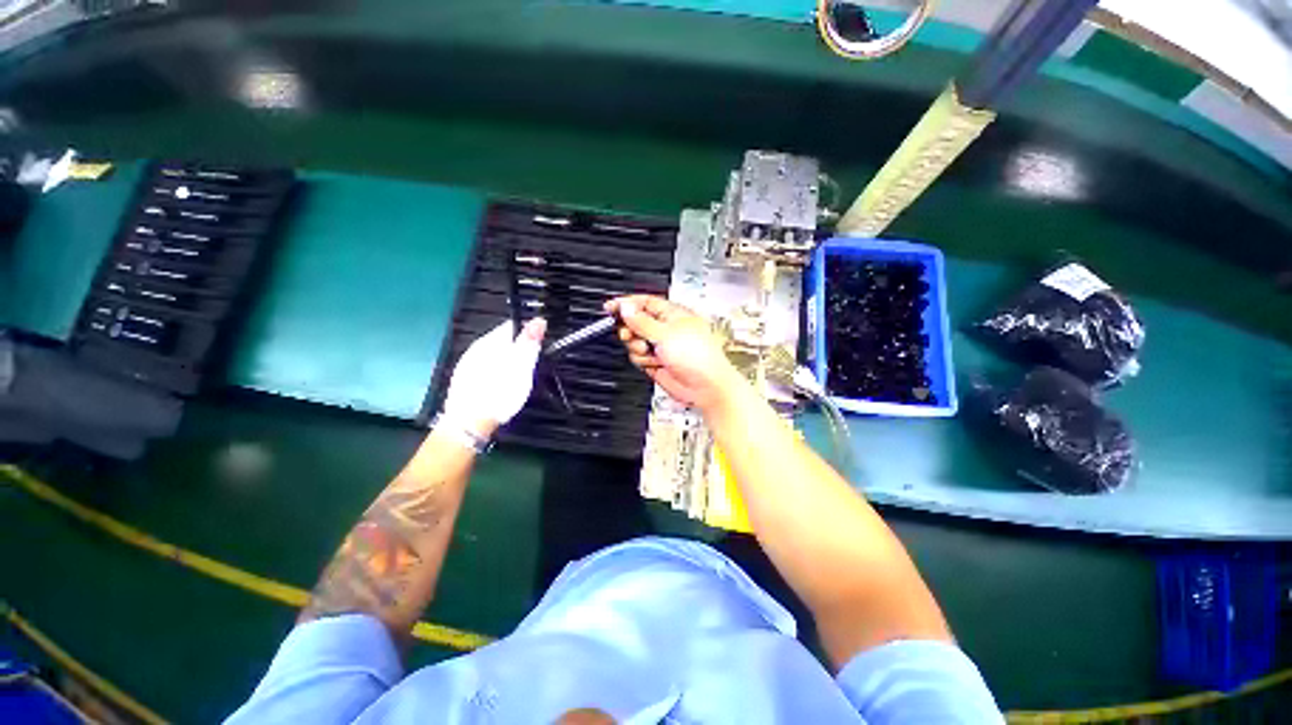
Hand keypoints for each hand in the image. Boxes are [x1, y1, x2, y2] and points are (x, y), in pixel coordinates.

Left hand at [441, 318, 546, 437]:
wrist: (469, 424)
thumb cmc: (500, 391)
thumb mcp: (522, 365)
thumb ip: (530, 342)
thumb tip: (539, 320)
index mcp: (490, 341)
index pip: (513, 325)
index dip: (529, 334)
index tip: (538, 348)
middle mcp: (475, 348)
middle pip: (503, 342)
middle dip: (517, 350)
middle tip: (530, 367)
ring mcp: (466, 365)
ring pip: (493, 356)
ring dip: (506, 362)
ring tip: (517, 380)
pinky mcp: (463, 382)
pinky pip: (484, 370)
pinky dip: (495, 375)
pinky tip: (499, 388)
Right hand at [605, 295, 741, 411]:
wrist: (705, 386)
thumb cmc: (698, 356)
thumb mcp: (665, 333)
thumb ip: (642, 321)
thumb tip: (626, 307)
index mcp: (673, 314)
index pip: (644, 303)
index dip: (627, 304)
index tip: (610, 307)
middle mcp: (666, 329)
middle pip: (636, 322)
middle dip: (630, 329)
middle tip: (630, 333)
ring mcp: (661, 346)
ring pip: (634, 341)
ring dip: (638, 347)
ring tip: (650, 351)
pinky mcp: (656, 362)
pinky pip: (638, 357)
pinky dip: (642, 360)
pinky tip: (653, 362)